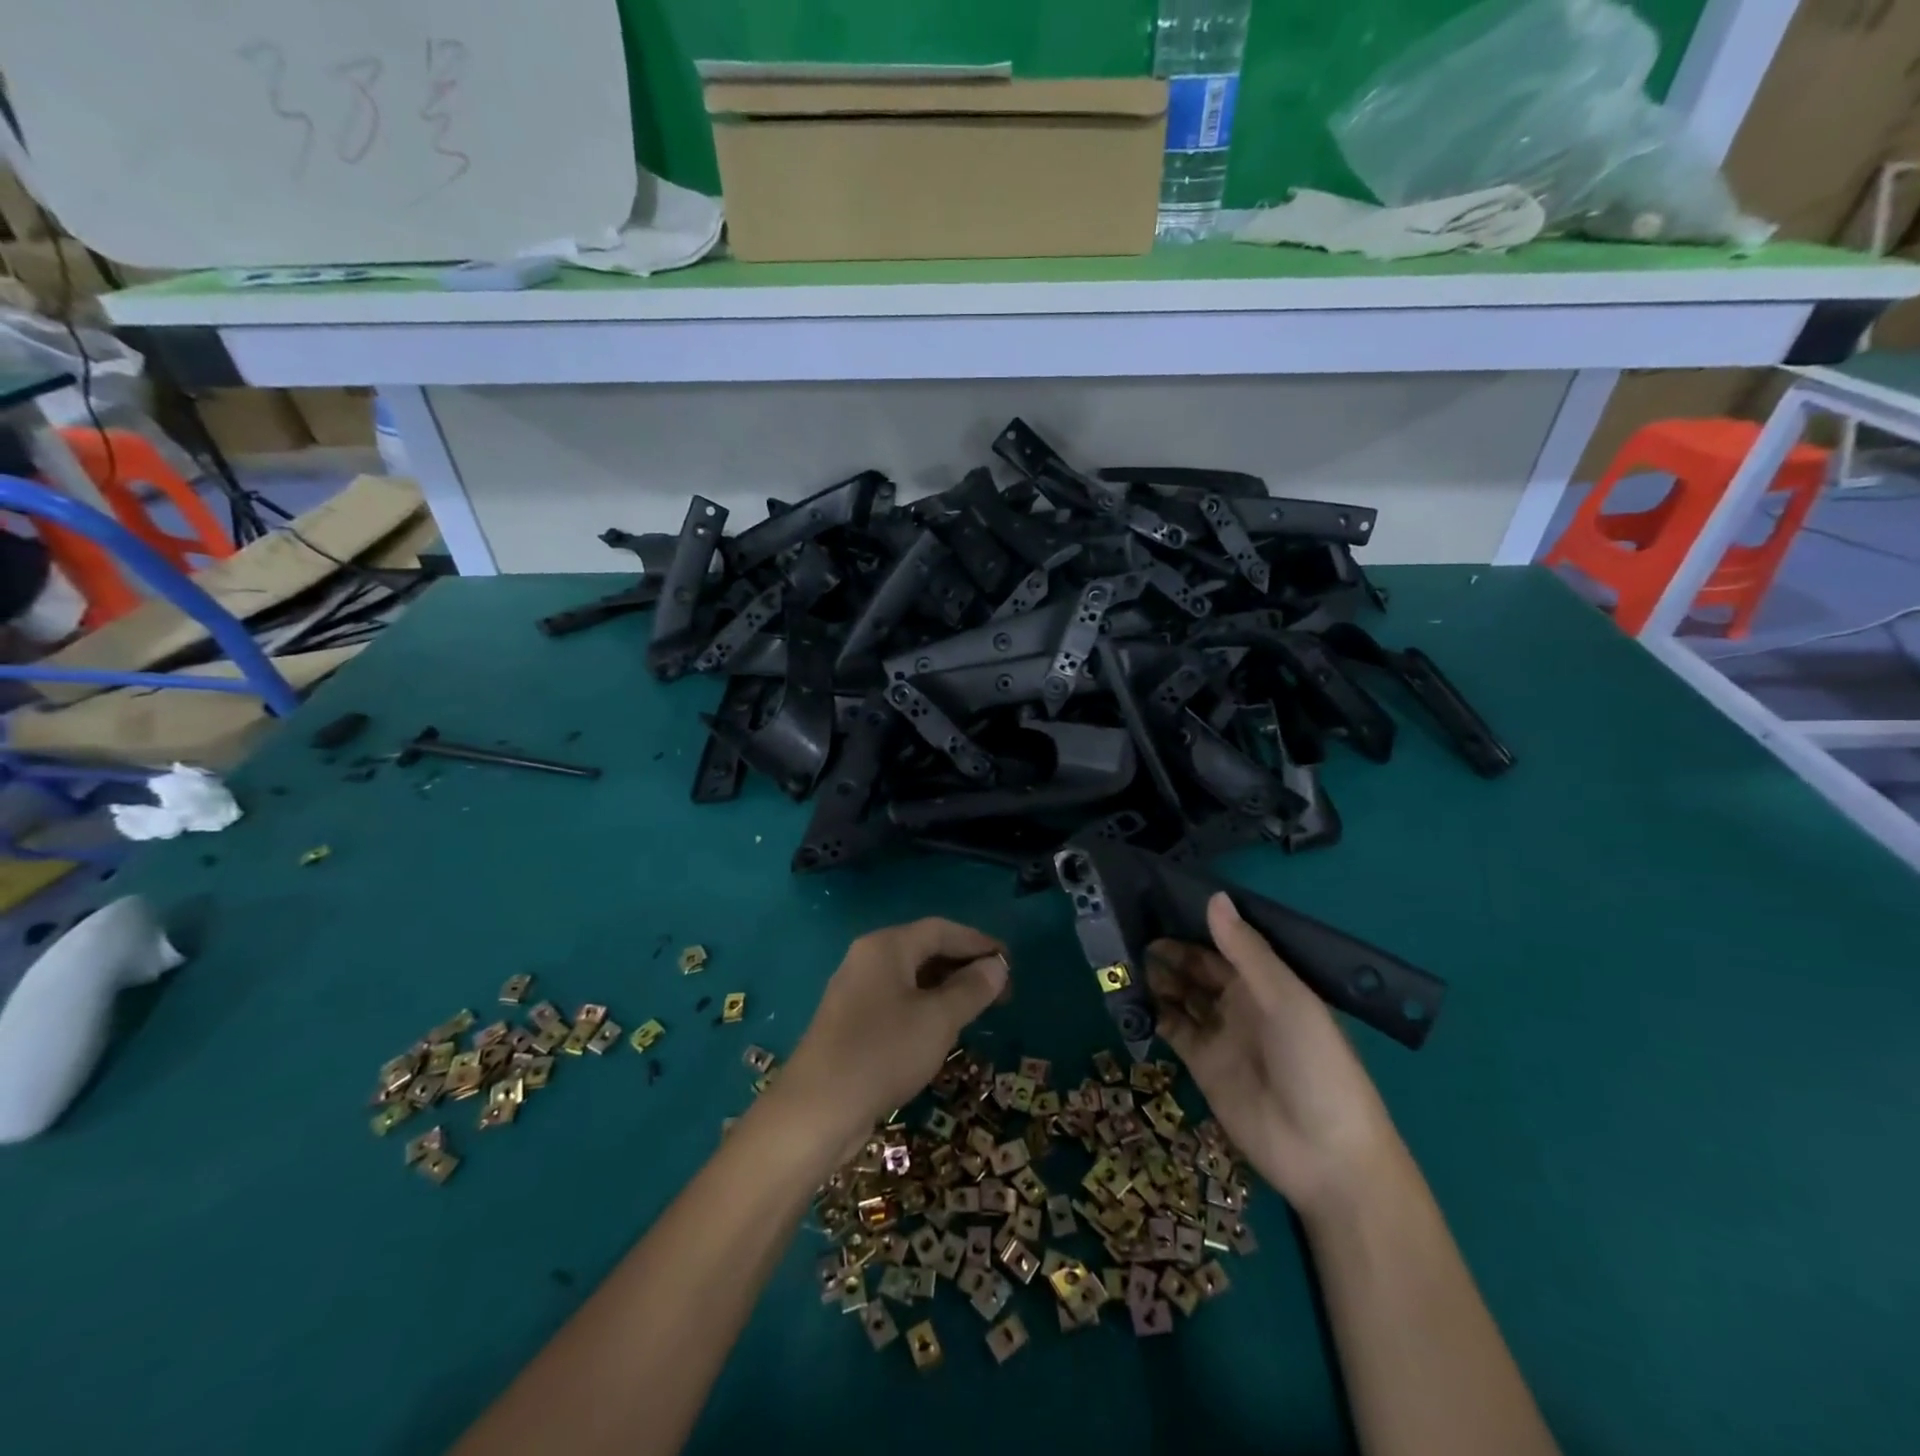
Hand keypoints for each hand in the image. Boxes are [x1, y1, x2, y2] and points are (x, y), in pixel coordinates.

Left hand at [778, 918, 1007, 1149]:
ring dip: (947, 987)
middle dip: (964, 965)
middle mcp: (868, 958)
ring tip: (979, 1007)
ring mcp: (856, 990)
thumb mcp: (938, 1019)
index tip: (1010, 962)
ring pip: (911, 976)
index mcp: (886, 946)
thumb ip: (972, 989)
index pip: (941, 929)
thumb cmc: (884, 1052)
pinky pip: (898, 999)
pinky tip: (943, 1028)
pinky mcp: (852, 1021)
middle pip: (924, 949)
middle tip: (1001, 989)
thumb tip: (997, 966)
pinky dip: (926, 1005)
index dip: (978, 941)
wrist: (818, 1109)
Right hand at [1149, 893, 1400, 1220]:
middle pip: (1199, 966)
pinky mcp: (1201, 1063)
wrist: (1324, 1155)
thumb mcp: (1287, 999)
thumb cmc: (1316, 1064)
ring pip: (1182, 993)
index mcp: (1269, 982)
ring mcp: (1221, 1032)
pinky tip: (1130, 992)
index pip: (1227, 942)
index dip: (1197, 923)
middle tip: (1131, 926)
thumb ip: (1246, 950)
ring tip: (1124, 955)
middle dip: (1170, 948)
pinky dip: (1153, 1010)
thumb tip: (1213, 896)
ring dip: (1158, 975)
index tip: (1161, 898)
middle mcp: (1243, 1001)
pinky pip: (1172, 1027)